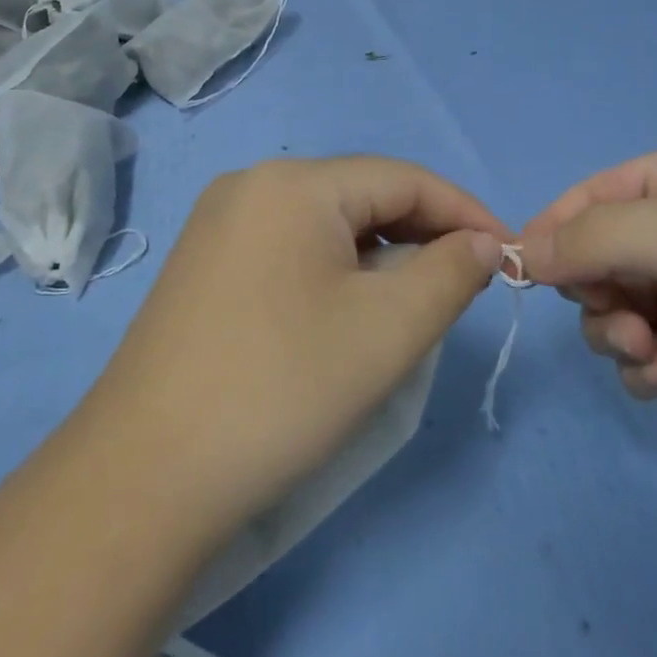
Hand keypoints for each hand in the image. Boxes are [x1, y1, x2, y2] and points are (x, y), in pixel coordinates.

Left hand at [89, 157, 509, 543]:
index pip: (403, 179)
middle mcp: (251, 186)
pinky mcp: (204, 266)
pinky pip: (291, 248)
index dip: (465, 212)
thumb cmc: (282, 388)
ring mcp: (219, 225)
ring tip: (414, 301)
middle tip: (467, 284)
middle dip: (423, 234)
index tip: (510, 256)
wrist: (145, 476)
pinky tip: (348, 310)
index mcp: (293, 182)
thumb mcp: (390, 329)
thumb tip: (481, 244)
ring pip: (327, 224)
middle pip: (362, 196)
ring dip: (381, 254)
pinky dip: (336, 270)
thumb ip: (451, 272)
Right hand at [520, 140, 656, 458]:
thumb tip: (522, 251)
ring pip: (620, 307)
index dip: (555, 229)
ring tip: (647, 352)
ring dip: (616, 331)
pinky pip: (651, 352)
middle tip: (618, 320)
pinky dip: (646, 367)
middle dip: (594, 290)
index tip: (522, 272)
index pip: (595, 195)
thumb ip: (601, 238)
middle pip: (602, 255)